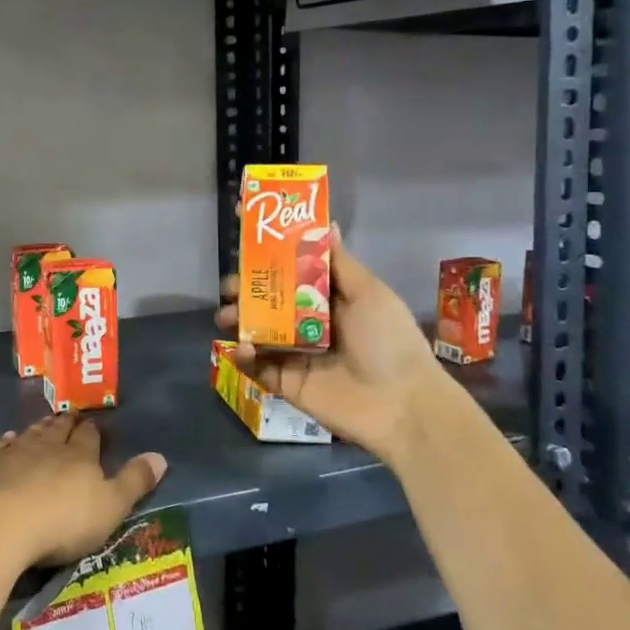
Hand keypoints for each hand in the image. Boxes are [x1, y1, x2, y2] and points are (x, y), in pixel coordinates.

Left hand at [0, 412, 166, 570]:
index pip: (88, 438)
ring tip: (43, 423)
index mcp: (78, 457)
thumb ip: (134, 482)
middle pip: (57, 431)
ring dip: (37, 429)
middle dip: (65, 424)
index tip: (92, 423)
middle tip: (68, 415)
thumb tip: (161, 456)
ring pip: (28, 436)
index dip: (91, 431)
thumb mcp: (110, 508)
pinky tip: (4, 441)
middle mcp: (45, 447)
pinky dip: (3, 444)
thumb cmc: (61, 521)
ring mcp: (10, 454)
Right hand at [214, 228, 449, 462]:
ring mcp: (296, 355)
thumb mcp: (370, 294)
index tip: (245, 244)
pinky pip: (257, 367)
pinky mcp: (287, 383)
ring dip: (238, 321)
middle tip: (230, 288)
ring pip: (257, 333)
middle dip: (245, 292)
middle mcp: (310, 325)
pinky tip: (242, 349)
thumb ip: (341, 263)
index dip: (270, 261)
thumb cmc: (388, 341)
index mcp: (330, 301)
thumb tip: (328, 224)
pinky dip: (243, 357)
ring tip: (226, 317)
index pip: (293, 275)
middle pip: (268, 303)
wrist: (402, 405)